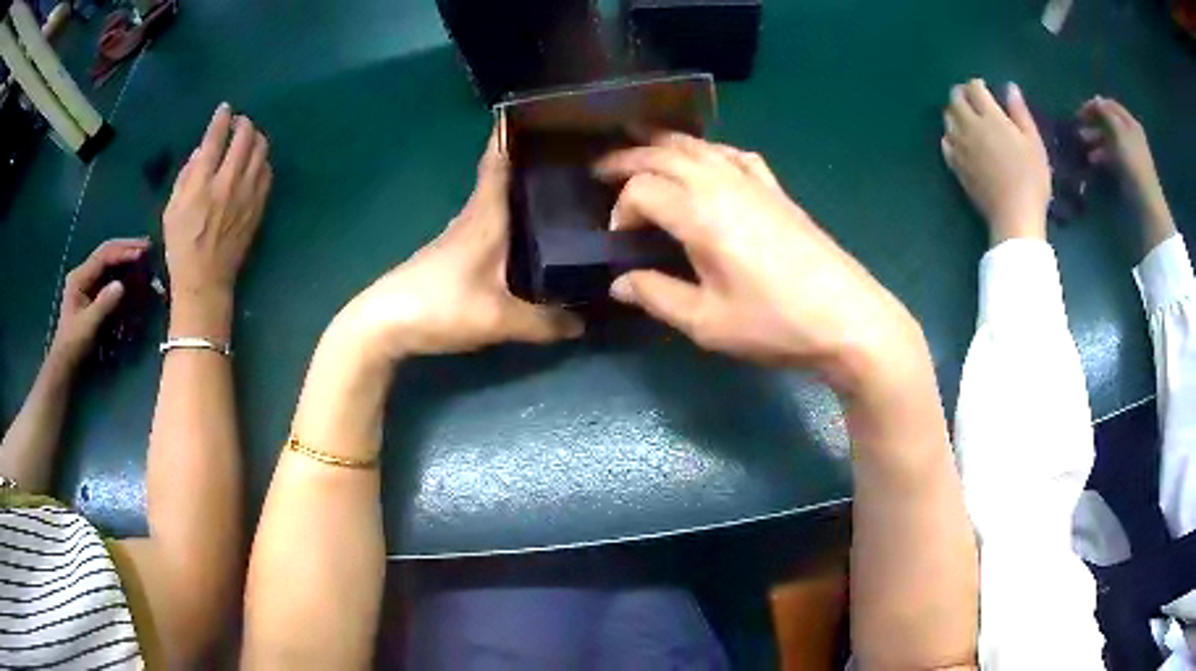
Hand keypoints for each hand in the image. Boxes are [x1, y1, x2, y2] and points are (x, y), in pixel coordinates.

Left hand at [52, 238, 150, 362]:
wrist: (66, 365)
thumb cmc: (74, 346)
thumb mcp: (88, 327)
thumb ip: (103, 305)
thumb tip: (121, 286)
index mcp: (80, 277)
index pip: (104, 255)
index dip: (123, 252)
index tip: (142, 253)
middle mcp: (84, 274)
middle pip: (108, 254)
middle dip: (127, 250)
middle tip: (148, 248)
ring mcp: (89, 284)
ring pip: (110, 264)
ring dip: (126, 260)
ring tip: (144, 258)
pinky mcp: (94, 294)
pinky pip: (110, 277)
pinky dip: (123, 274)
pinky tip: (133, 274)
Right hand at [163, 103, 271, 302]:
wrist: (206, 280)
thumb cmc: (181, 246)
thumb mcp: (171, 210)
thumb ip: (185, 176)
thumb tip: (200, 152)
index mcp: (203, 183)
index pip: (216, 138)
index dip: (221, 119)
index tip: (224, 109)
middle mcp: (229, 183)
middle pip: (245, 138)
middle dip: (242, 123)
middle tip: (238, 122)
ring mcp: (248, 195)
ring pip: (261, 151)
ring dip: (255, 137)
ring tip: (248, 138)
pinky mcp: (258, 207)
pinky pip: (267, 172)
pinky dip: (262, 159)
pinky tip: (255, 161)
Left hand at [330, 128, 583, 361]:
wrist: (385, 324)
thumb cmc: (441, 305)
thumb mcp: (498, 318)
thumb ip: (543, 322)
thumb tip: (582, 324)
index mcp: (486, 214)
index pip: (499, 159)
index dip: (514, 132)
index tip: (539, 108)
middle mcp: (474, 216)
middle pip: (504, 175)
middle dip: (534, 159)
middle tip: (576, 151)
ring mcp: (461, 235)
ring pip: (498, 200)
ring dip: (524, 190)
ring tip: (565, 189)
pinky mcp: (455, 254)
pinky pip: (493, 224)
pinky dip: (513, 218)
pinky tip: (532, 236)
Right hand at [594, 132, 922, 395]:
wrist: (848, 319)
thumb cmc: (775, 324)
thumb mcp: (707, 322)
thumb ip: (657, 296)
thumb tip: (618, 284)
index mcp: (701, 214)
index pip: (642, 190)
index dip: (620, 210)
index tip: (618, 241)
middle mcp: (723, 184)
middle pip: (664, 154)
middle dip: (627, 157)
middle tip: (600, 168)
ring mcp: (755, 182)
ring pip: (699, 146)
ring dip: (663, 143)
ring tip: (639, 144)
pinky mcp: (777, 191)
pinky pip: (734, 154)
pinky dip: (708, 149)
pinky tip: (706, 158)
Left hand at [942, 80, 1050, 243]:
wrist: (1014, 216)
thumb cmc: (1031, 179)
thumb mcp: (1033, 143)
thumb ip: (1020, 113)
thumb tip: (1010, 87)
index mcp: (990, 117)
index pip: (974, 88)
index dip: (978, 85)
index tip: (985, 89)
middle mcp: (969, 126)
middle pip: (955, 99)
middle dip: (962, 94)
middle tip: (973, 100)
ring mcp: (959, 146)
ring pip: (947, 118)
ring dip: (954, 112)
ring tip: (967, 118)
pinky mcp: (955, 165)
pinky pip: (945, 142)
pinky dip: (950, 135)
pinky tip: (960, 140)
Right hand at [1078, 96, 1174, 243]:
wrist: (1147, 204)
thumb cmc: (1134, 165)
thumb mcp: (1119, 134)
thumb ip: (1107, 115)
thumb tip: (1096, 101)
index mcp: (1130, 123)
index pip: (1110, 106)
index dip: (1095, 106)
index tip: (1080, 112)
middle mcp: (1130, 135)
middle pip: (1108, 122)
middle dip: (1093, 123)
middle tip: (1079, 129)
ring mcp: (1129, 154)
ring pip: (1108, 140)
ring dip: (1095, 140)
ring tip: (1082, 145)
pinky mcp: (1127, 170)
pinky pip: (1111, 156)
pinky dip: (1101, 155)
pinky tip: (1092, 160)